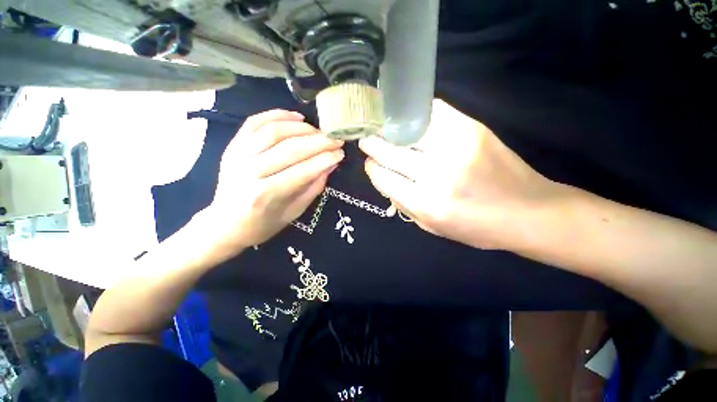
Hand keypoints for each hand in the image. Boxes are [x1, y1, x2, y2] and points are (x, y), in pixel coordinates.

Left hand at [205, 110, 343, 257]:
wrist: (225, 224)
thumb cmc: (263, 224)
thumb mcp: (294, 212)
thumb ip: (314, 187)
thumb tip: (331, 164)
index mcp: (266, 195)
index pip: (303, 171)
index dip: (325, 159)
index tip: (341, 153)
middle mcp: (250, 172)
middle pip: (290, 149)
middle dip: (318, 142)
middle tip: (336, 139)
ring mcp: (237, 156)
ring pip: (274, 131)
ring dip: (302, 128)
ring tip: (319, 131)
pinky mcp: (232, 146)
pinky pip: (255, 122)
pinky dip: (278, 115)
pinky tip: (297, 117)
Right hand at [359, 99, 561, 249]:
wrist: (528, 211)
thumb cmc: (476, 227)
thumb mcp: (432, 227)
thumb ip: (403, 203)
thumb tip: (383, 177)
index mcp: (426, 203)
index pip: (383, 177)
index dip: (371, 168)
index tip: (369, 163)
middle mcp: (437, 174)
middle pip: (391, 152)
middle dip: (373, 145)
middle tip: (366, 139)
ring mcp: (455, 146)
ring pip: (407, 131)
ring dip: (389, 129)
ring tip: (381, 127)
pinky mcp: (472, 128)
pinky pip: (434, 113)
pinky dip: (416, 114)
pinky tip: (408, 118)